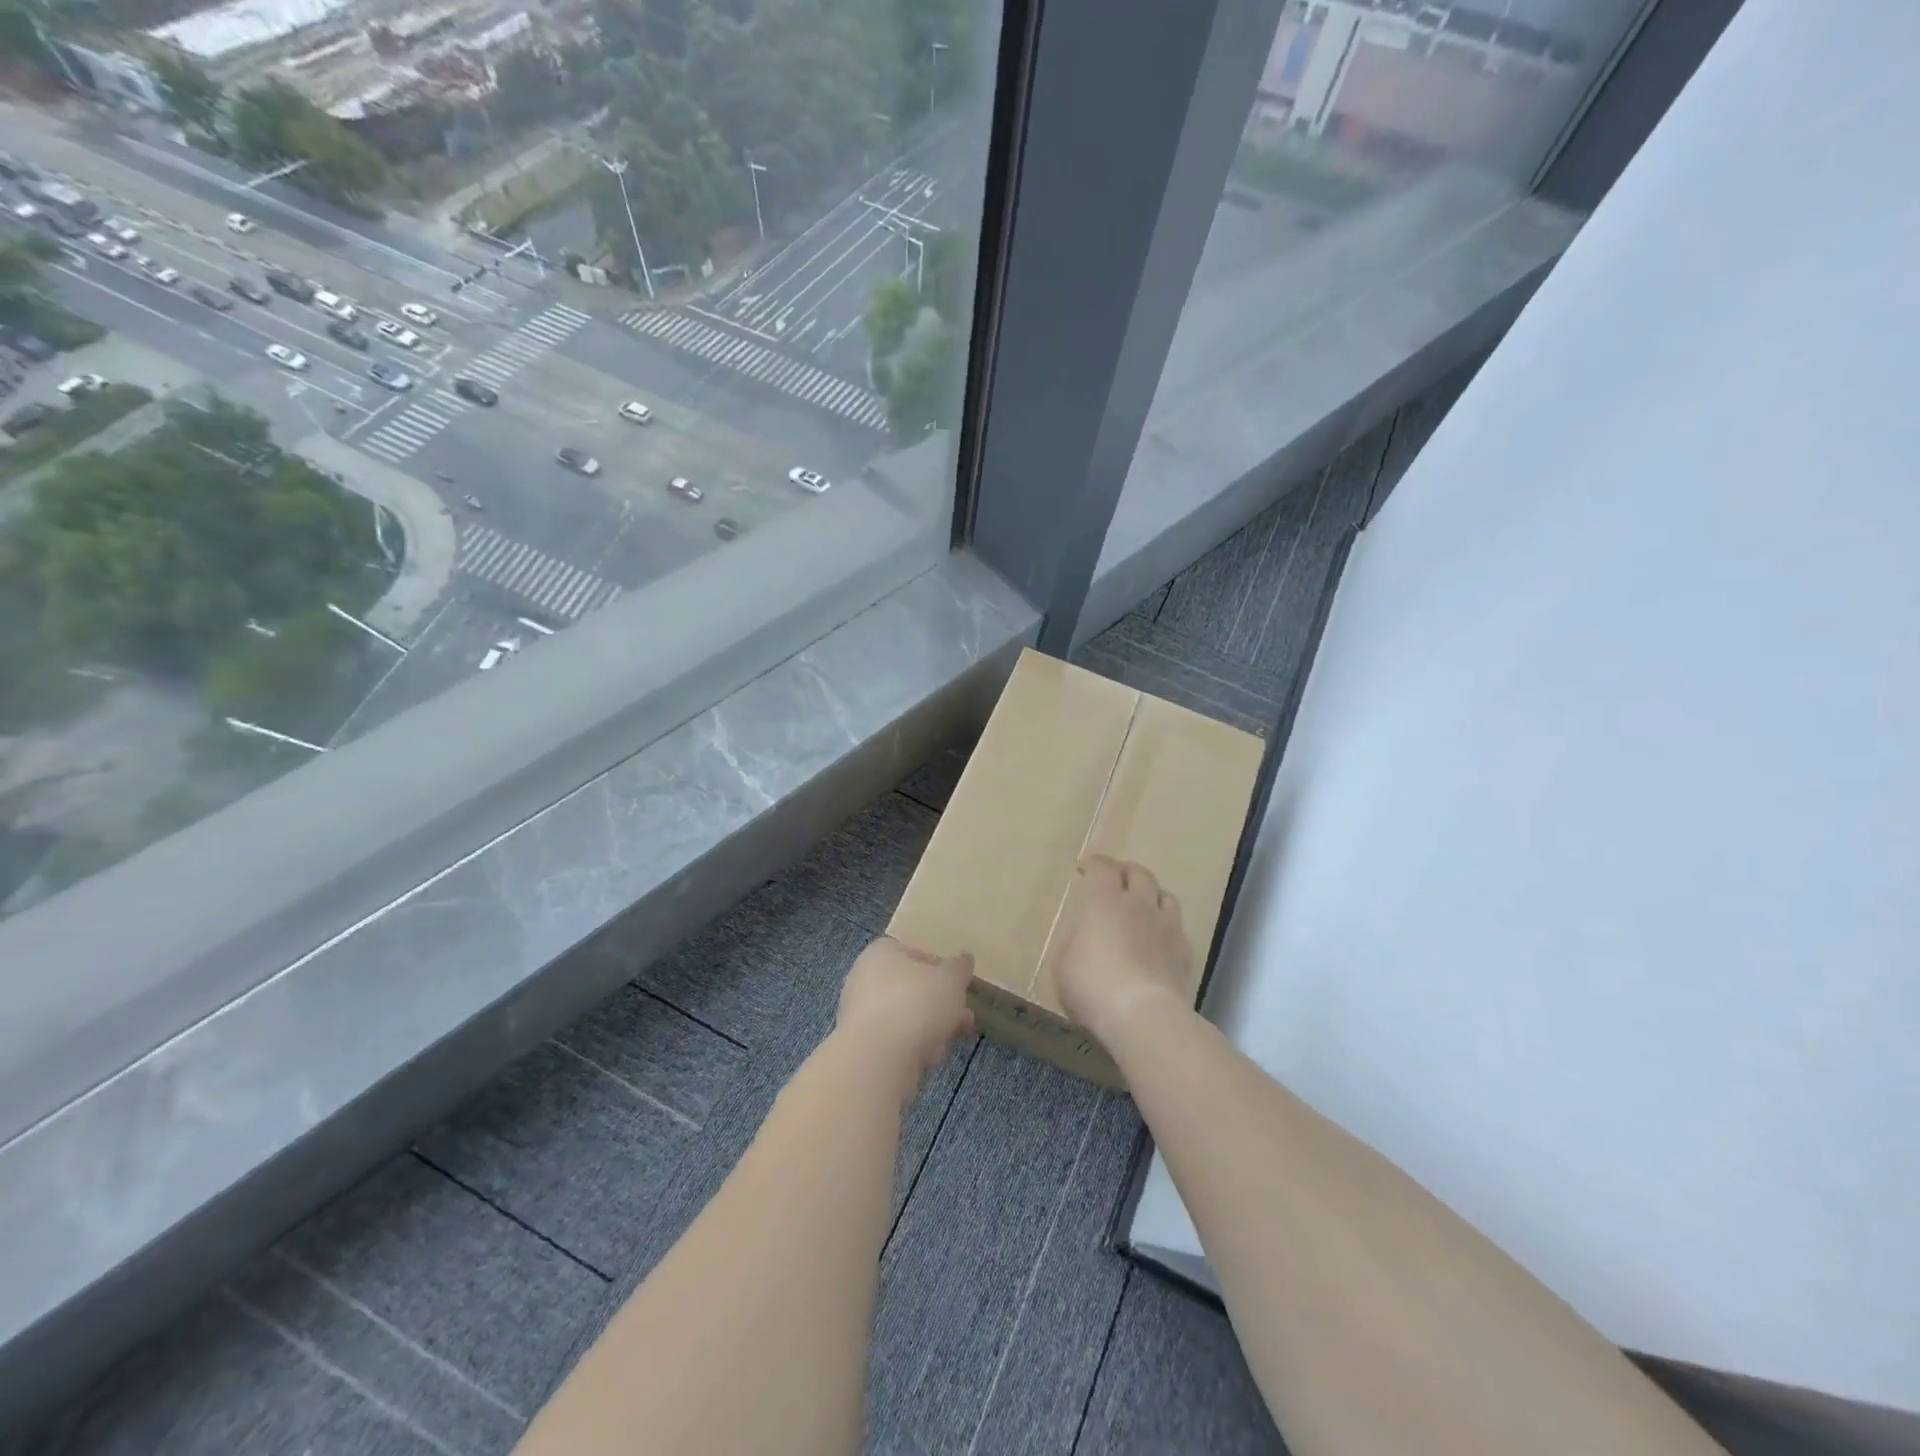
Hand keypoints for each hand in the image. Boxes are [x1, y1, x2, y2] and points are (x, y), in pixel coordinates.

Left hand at [836, 938, 975, 1104]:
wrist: (877, 1060)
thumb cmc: (916, 1004)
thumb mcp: (950, 979)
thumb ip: (960, 967)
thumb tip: (964, 959)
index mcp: (882, 952)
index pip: (915, 952)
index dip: (940, 967)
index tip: (959, 984)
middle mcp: (865, 978)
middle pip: (912, 987)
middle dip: (941, 1002)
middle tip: (965, 1014)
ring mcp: (861, 1014)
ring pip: (906, 1016)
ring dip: (933, 1026)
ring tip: (958, 1036)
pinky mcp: (864, 1046)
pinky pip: (897, 1040)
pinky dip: (915, 1046)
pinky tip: (933, 1057)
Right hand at [1054, 855, 1194, 1049]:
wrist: (1146, 1018)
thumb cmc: (1094, 987)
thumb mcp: (1063, 967)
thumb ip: (1072, 946)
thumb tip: (1082, 942)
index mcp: (1105, 902)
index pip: (1102, 868)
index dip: (1093, 864)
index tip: (1085, 868)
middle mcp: (1140, 906)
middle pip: (1140, 873)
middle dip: (1126, 871)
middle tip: (1117, 878)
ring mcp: (1168, 928)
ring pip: (1166, 897)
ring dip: (1153, 896)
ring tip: (1144, 905)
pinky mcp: (1187, 954)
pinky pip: (1179, 930)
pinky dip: (1168, 929)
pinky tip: (1161, 942)